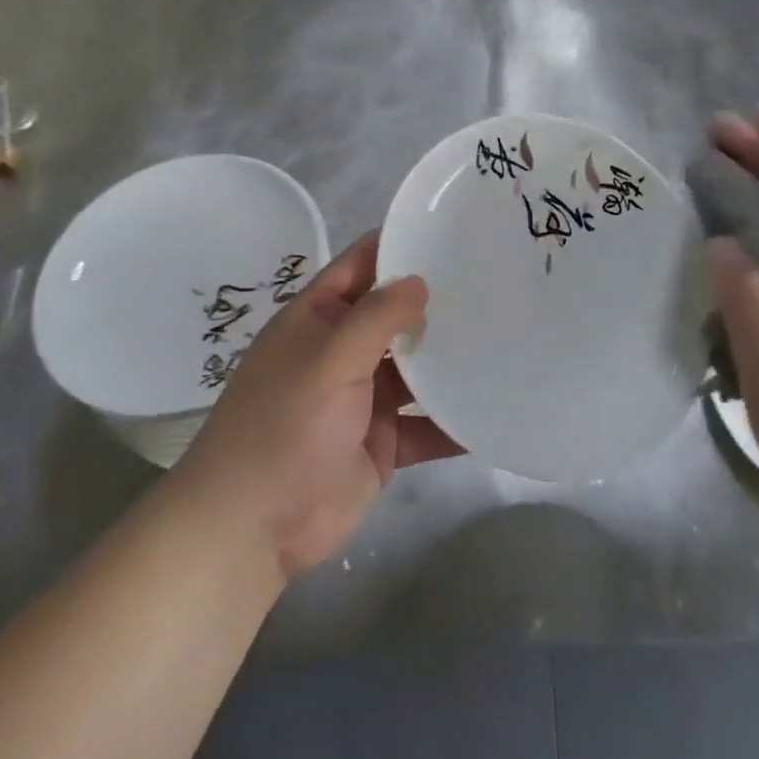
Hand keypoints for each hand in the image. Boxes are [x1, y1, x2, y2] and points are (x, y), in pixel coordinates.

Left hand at [178, 231, 461, 580]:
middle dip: (436, 300)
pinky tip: (493, 407)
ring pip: (415, 368)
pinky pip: (425, 423)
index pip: (363, 262)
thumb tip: (420, 280)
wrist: (252, 530)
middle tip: (494, 279)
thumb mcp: (331, 358)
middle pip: (395, 314)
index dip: (400, 243)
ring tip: (506, 335)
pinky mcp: (382, 442)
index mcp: (320, 316)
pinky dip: (453, 419)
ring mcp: (363, 397)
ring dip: (449, 358)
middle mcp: (343, 349)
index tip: (451, 229)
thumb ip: (377, 316)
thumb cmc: (286, 425)